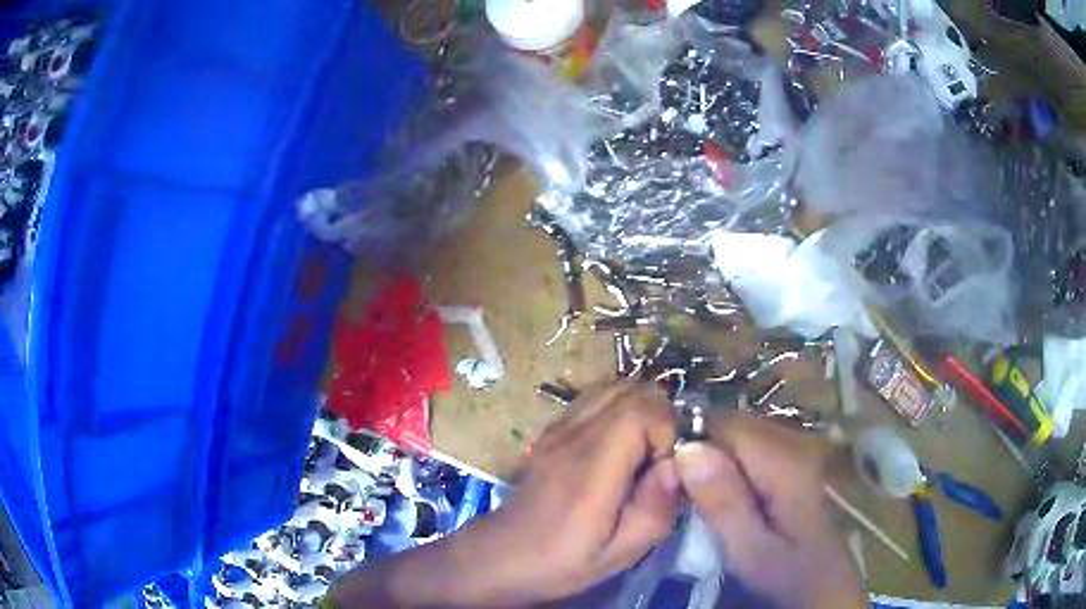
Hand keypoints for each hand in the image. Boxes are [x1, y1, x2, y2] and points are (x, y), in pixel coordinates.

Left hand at [458, 382, 680, 604]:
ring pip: (614, 386)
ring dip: (641, 410)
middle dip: (660, 417)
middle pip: (632, 390)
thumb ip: (657, 508)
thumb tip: (679, 463)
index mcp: (590, 467)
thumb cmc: (563, 561)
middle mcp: (572, 435)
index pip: (642, 410)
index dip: (667, 430)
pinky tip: (618, 448)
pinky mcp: (553, 429)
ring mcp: (558, 427)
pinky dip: (619, 410)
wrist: (503, 555)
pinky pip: (596, 398)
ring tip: (642, 452)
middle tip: (658, 460)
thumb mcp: (622, 553)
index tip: (665, 467)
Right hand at [674, 412, 866, 608]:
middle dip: (699, 446)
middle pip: (733, 423)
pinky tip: (718, 492)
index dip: (690, 439)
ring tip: (693, 491)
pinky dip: (726, 462)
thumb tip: (687, 450)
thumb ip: (723, 502)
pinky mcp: (790, 462)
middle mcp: (793, 443)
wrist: (822, 582)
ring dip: (711, 455)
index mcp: (783, 461)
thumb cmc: (786, 572)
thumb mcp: (749, 549)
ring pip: (739, 433)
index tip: (665, 472)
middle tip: (677, 487)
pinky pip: (748, 447)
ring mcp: (794, 450)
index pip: (725, 423)